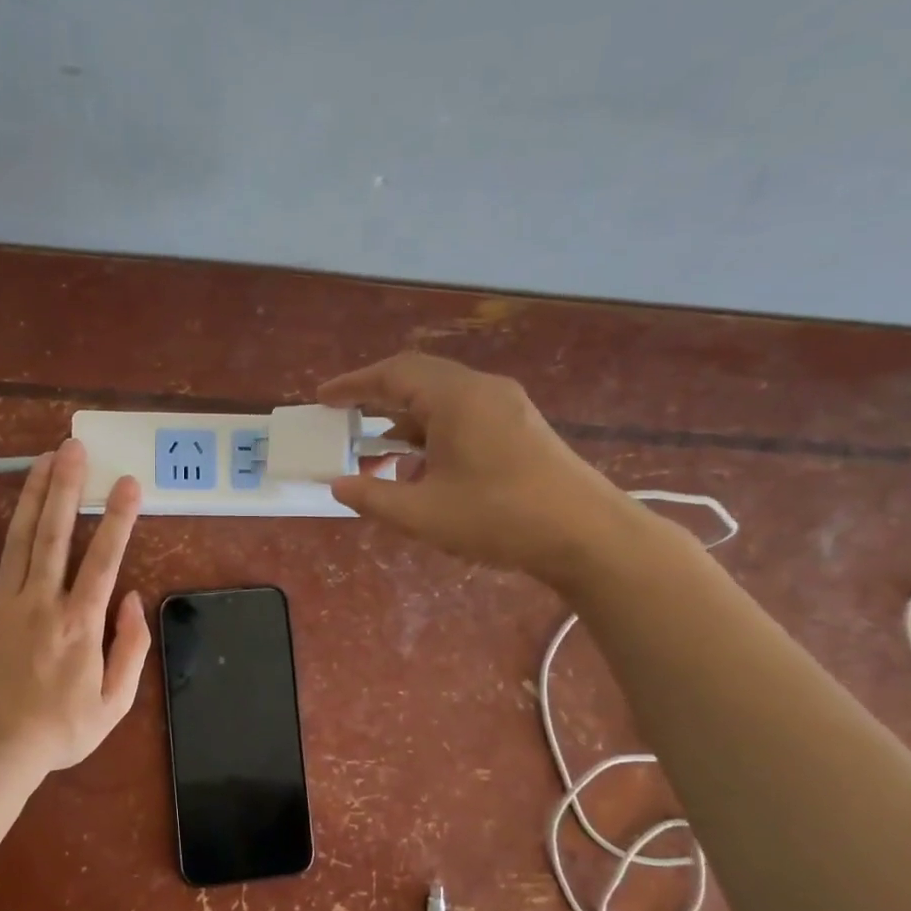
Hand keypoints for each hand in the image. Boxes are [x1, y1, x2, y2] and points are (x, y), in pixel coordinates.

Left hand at [0, 439, 150, 776]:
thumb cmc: (58, 731)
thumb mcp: (114, 703)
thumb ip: (131, 648)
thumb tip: (131, 598)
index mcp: (81, 623)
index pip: (104, 558)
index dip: (118, 517)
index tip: (127, 482)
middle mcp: (42, 602)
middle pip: (56, 533)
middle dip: (68, 486)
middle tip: (74, 447)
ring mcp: (1, 604)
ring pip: (18, 539)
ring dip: (32, 496)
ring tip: (43, 459)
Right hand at [319, 353, 632, 587]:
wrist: (587, 535)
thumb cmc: (498, 518)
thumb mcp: (423, 514)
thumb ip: (373, 496)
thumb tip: (339, 485)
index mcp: (456, 398)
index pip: (394, 374)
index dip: (353, 385)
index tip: (323, 398)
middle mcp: (482, 390)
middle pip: (418, 380)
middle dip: (377, 401)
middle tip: (345, 421)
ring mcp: (506, 407)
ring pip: (442, 402)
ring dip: (406, 425)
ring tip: (378, 458)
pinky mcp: (520, 428)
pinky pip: (464, 418)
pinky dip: (433, 436)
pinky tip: (423, 472)